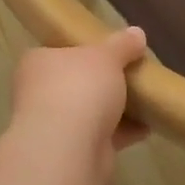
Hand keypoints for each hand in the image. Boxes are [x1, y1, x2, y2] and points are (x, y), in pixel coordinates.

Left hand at [10, 28, 149, 155]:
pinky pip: (102, 136)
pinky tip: (147, 127)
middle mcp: (39, 93)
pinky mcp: (72, 152)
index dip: (84, 50)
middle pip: (76, 83)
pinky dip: (123, 132)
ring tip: (145, 100)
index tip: (110, 52)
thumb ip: (122, 44)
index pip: (59, 52)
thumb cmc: (79, 88)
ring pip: (89, 112)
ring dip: (115, 109)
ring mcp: (54, 126)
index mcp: (37, 64)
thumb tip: (137, 33)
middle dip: (103, 82)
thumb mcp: (106, 56)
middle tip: (131, 75)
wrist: (68, 149)